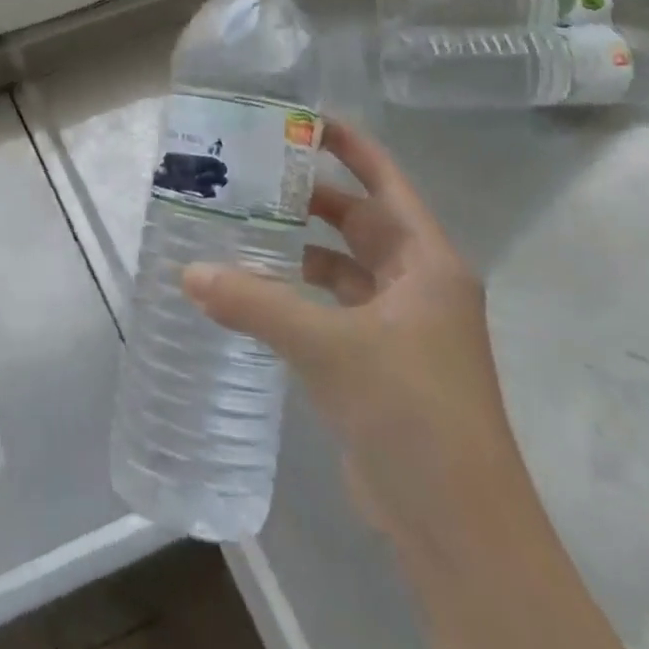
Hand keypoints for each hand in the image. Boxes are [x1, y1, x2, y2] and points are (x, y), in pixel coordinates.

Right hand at [184, 125, 648, 648]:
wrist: (460, 529)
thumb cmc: (412, 413)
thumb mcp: (329, 347)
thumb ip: (255, 304)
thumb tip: (189, 272)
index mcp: (426, 263)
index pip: (385, 181)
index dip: (348, 145)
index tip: (299, 118)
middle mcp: (416, 285)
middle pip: (357, 220)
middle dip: (307, 195)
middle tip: (246, 174)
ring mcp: (399, 327)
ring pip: (341, 267)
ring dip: (297, 249)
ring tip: (237, 226)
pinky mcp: (378, 364)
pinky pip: (330, 309)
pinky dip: (295, 296)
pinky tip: (251, 293)